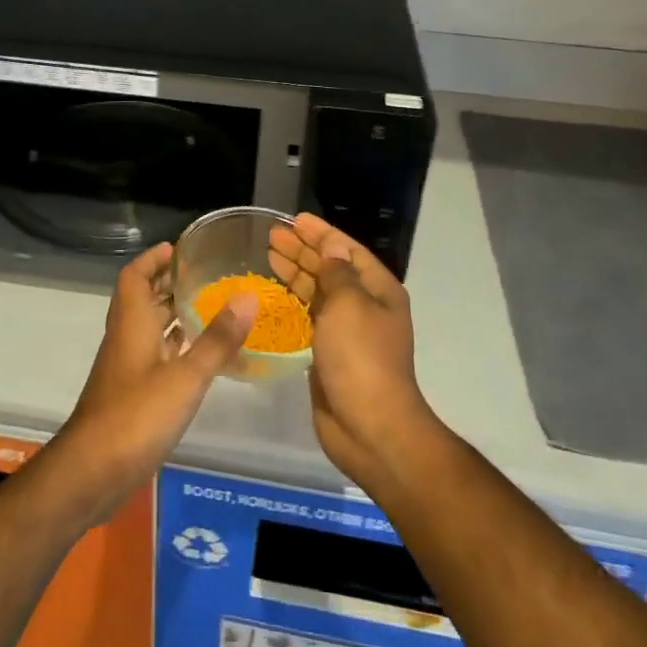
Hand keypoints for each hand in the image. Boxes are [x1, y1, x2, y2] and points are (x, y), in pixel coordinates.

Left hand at [54, 241, 254, 522]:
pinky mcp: (131, 393)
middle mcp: (126, 338)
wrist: (93, 471)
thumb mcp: (186, 377)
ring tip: (210, 307)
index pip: (134, 276)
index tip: (179, 248)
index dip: (153, 259)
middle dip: (168, 284)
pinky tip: (199, 355)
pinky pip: (154, 355)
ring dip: (172, 314)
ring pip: (149, 328)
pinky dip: (174, 346)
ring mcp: (126, 367)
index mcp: (132, 323)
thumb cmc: (136, 415)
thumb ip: (217, 339)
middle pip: (143, 299)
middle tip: (205, 275)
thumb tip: (249, 297)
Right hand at [268, 214, 439, 492]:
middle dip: (303, 250)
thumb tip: (330, 252)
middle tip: (271, 236)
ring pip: (318, 292)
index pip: (346, 250)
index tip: (294, 219)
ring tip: (268, 256)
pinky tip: (273, 295)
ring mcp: (347, 331)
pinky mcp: (329, 353)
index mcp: (377, 290)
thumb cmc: (361, 357)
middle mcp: (365, 306)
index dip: (321, 232)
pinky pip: (309, 317)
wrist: (369, 426)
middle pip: (331, 268)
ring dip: (295, 272)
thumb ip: (337, 273)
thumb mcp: (350, 304)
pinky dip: (293, 302)